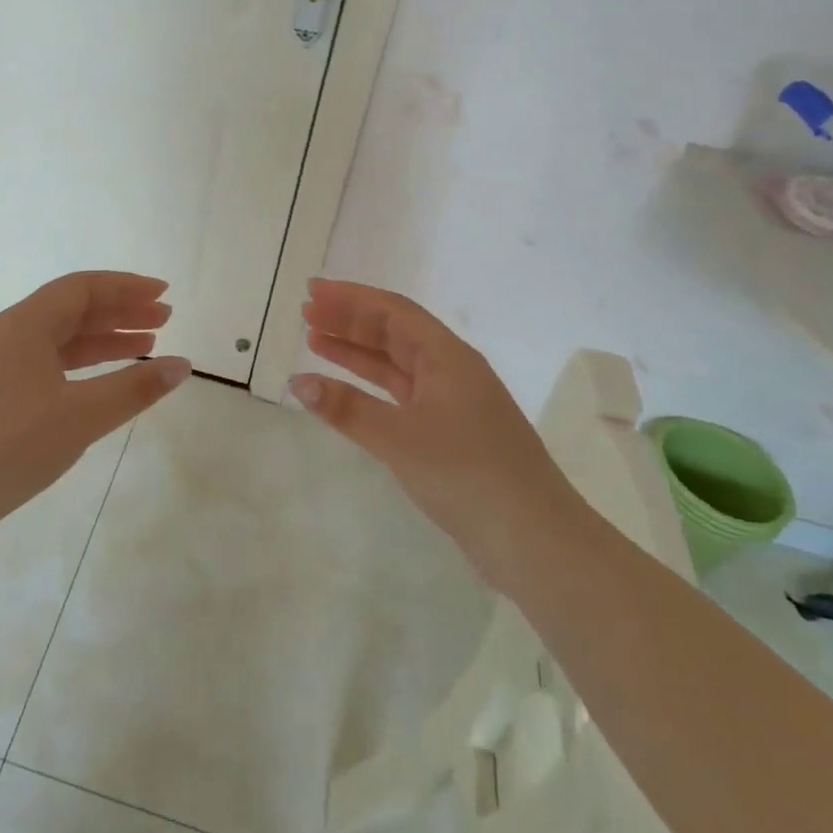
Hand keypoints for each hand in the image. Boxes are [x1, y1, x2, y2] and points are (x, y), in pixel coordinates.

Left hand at [0, 272, 190, 546]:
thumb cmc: (12, 443)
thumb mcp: (83, 414)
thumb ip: (135, 388)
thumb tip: (182, 365)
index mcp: (27, 324)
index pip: (83, 287)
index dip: (127, 287)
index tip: (164, 293)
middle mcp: (11, 336)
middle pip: (73, 310)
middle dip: (120, 312)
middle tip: (164, 318)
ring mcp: (0, 368)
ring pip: (61, 340)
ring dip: (104, 340)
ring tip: (146, 347)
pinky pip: (49, 367)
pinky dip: (82, 368)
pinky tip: (104, 385)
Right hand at [291, 279, 577, 587]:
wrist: (534, 540)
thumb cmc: (468, 475)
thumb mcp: (400, 438)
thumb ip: (347, 408)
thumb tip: (298, 382)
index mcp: (449, 357)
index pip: (393, 312)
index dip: (351, 298)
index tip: (312, 292)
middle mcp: (452, 371)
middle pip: (394, 333)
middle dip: (350, 321)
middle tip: (306, 313)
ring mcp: (452, 404)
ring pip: (396, 365)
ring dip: (357, 352)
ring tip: (315, 341)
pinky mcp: (450, 434)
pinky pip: (401, 396)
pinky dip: (370, 389)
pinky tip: (345, 392)